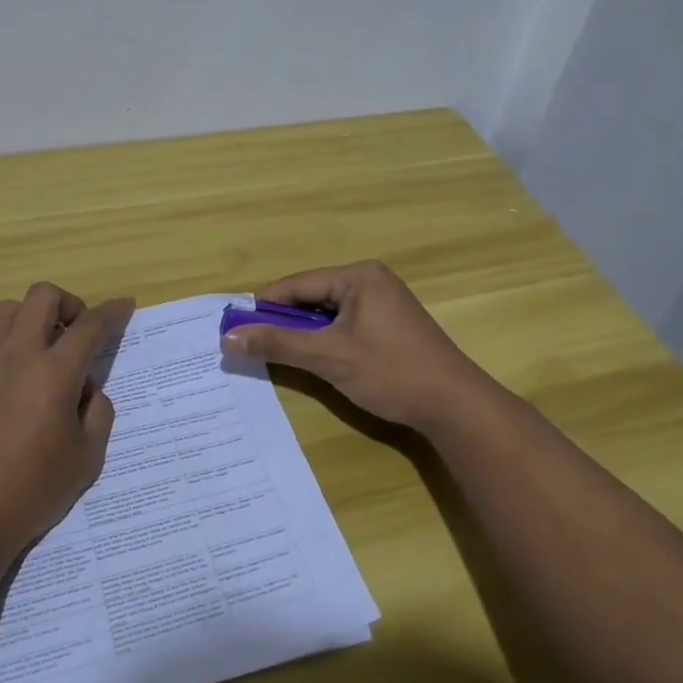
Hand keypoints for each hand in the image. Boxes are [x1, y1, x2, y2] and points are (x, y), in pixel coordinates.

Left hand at [0, 283, 134, 575]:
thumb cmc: (32, 492)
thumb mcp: (87, 458)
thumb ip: (98, 413)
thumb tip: (86, 387)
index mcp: (55, 373)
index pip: (91, 325)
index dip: (113, 311)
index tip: (124, 305)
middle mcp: (18, 355)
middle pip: (43, 296)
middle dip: (68, 303)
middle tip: (75, 331)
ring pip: (6, 309)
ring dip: (29, 317)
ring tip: (36, 345)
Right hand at [219, 260, 495, 435]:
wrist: (455, 406)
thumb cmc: (390, 372)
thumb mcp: (329, 357)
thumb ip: (278, 344)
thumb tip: (228, 336)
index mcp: (358, 276)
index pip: (297, 285)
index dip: (264, 306)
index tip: (233, 325)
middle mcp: (371, 280)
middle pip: (312, 297)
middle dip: (283, 321)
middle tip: (251, 343)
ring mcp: (383, 303)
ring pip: (327, 313)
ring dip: (303, 333)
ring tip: (275, 354)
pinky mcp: (390, 326)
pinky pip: (344, 325)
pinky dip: (325, 340)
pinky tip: (312, 359)